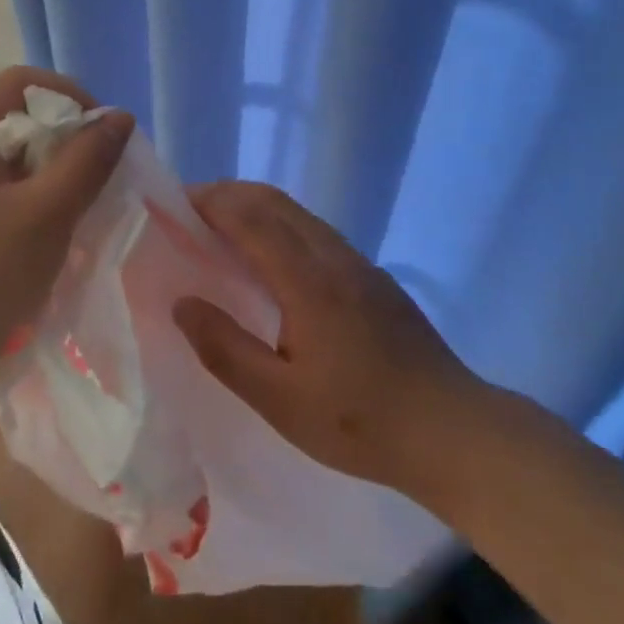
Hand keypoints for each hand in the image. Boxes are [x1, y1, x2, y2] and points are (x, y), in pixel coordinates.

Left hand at [0, 66, 130, 385]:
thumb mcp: (45, 216)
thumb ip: (86, 161)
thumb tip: (121, 116)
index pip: (21, 81)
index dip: (69, 96)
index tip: (101, 135)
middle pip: (20, 108)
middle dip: (66, 131)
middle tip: (96, 168)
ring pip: (19, 141)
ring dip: (56, 158)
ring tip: (82, 190)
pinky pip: (9, 170)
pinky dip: (39, 180)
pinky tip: (57, 209)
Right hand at [172, 182, 485, 493]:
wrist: (451, 429)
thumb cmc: (360, 422)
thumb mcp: (281, 401)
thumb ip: (226, 349)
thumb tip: (182, 303)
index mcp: (308, 280)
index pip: (250, 217)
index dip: (209, 203)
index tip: (173, 203)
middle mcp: (333, 256)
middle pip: (273, 201)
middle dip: (227, 195)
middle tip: (188, 212)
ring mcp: (358, 263)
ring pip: (297, 214)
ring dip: (254, 207)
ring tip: (219, 230)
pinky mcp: (372, 277)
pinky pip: (315, 232)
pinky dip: (280, 226)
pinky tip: (270, 261)